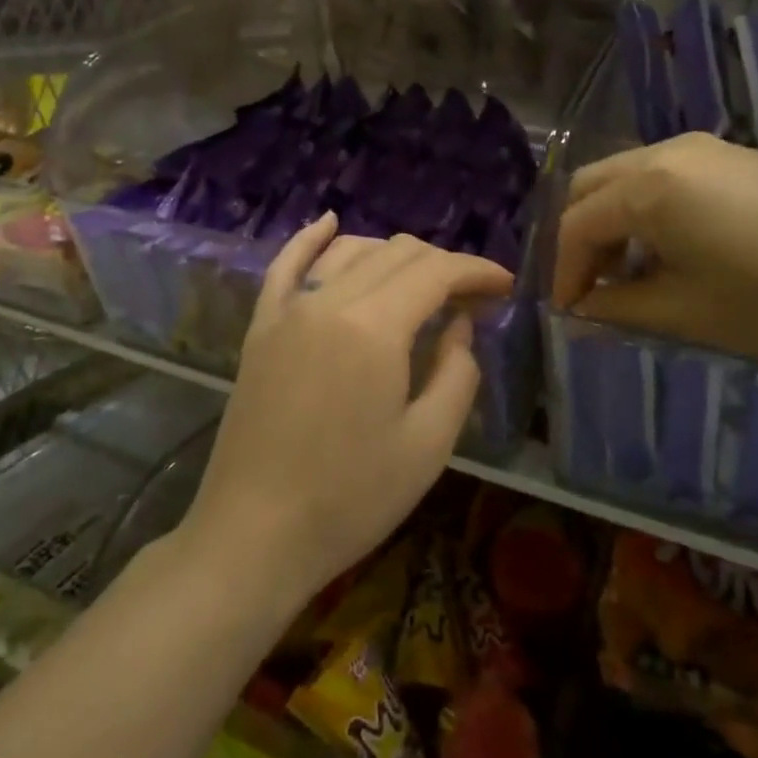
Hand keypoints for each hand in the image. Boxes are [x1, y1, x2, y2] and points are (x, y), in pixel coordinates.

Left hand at [182, 214, 514, 613]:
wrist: (253, 535)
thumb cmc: (350, 499)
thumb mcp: (428, 445)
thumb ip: (456, 373)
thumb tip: (460, 325)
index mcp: (374, 327)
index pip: (435, 272)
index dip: (476, 271)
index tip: (504, 285)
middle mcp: (328, 301)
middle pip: (396, 254)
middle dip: (442, 265)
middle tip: (472, 296)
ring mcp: (288, 310)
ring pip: (350, 252)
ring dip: (393, 255)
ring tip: (423, 281)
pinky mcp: (261, 328)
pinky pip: (285, 265)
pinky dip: (312, 239)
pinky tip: (330, 222)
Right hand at [552, 133, 757, 366]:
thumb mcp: (687, 313)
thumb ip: (618, 307)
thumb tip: (581, 310)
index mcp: (648, 186)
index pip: (577, 224)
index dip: (564, 271)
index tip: (566, 312)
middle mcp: (669, 152)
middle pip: (594, 186)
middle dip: (582, 237)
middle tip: (591, 287)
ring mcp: (708, 149)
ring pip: (630, 176)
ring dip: (616, 221)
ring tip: (632, 274)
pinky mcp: (738, 157)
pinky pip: (669, 176)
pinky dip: (651, 208)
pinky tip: (677, 250)